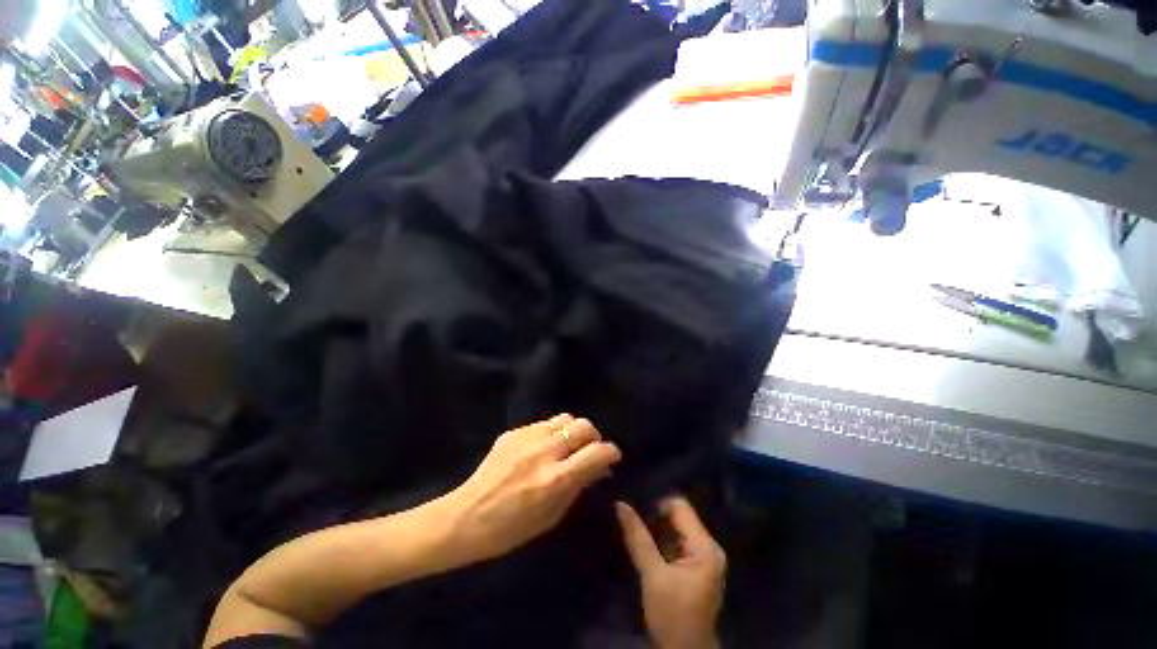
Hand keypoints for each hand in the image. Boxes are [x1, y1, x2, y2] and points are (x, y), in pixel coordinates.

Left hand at [447, 415, 621, 562]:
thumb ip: (578, 486)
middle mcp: (544, 451)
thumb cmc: (511, 529)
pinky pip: (543, 424)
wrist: (466, 517)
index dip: (611, 452)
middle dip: (594, 436)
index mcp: (556, 479)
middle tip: (590, 450)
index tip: (612, 457)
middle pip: (583, 426)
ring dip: (572, 431)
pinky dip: (551, 433)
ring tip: (567, 445)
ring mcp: (527, 437)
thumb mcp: (552, 516)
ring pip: (564, 418)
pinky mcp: (513, 432)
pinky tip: (542, 448)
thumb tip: (599, 467)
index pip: (597, 452)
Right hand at [616, 497, 725, 648]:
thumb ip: (638, 538)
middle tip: (635, 522)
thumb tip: (620, 504)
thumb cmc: (672, 616)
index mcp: (705, 547)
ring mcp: (705, 557)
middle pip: (681, 516)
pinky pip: (679, 541)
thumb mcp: (652, 575)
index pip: (681, 508)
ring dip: (659, 529)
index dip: (658, 506)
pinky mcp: (698, 565)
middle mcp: (710, 546)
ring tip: (639, 532)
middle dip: (657, 518)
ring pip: (679, 528)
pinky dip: (664, 540)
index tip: (638, 512)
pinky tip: (649, 545)